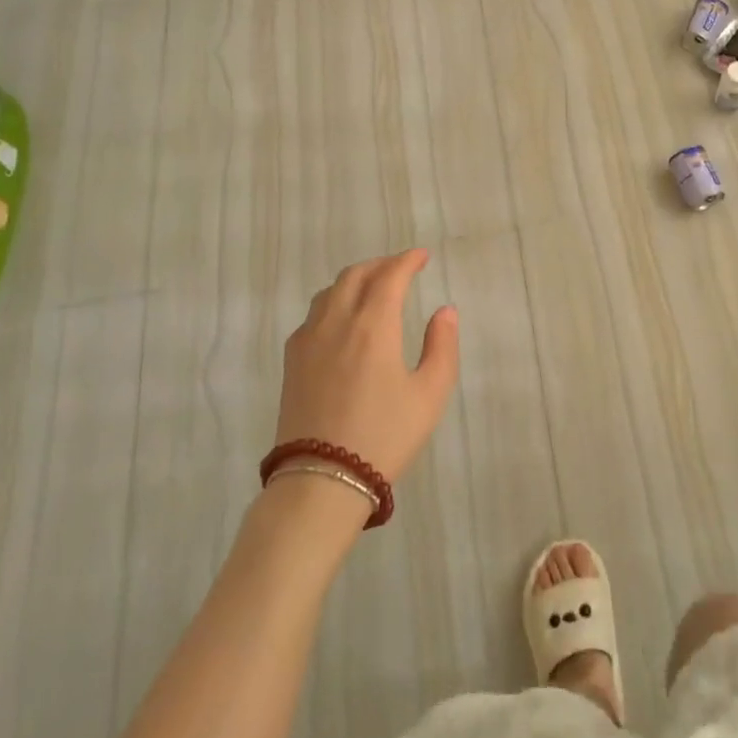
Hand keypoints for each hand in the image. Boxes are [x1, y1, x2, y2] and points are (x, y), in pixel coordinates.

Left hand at [275, 250, 459, 482]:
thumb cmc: (384, 436)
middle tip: (400, 269)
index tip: (422, 257)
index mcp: (373, 325)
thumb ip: (442, 346)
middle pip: (355, 275)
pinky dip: (334, 301)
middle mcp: (337, 322)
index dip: (407, 260)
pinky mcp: (292, 361)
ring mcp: (308, 340)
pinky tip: (343, 320)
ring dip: (355, 280)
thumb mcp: (430, 394)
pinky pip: (313, 314)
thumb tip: (445, 311)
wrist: (322, 481)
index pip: (390, 276)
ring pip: (330, 291)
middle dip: (380, 265)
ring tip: (373, 289)